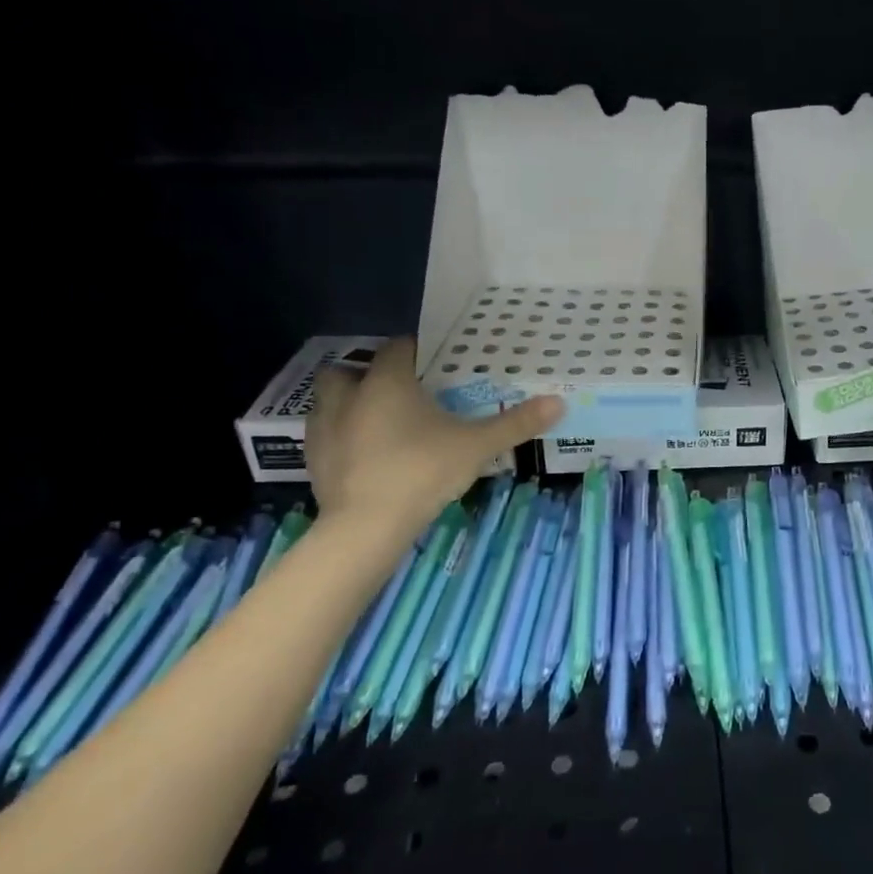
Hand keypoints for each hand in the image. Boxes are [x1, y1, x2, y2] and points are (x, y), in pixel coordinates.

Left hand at [306, 338, 562, 538]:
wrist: (367, 525)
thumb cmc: (423, 471)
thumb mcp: (477, 446)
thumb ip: (515, 423)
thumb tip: (559, 403)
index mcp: (388, 382)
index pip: (398, 348)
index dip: (415, 349)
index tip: (435, 360)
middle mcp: (349, 396)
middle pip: (350, 369)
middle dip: (369, 373)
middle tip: (399, 390)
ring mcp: (325, 428)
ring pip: (328, 400)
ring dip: (348, 402)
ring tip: (377, 420)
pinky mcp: (313, 459)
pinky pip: (324, 434)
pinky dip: (340, 436)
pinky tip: (363, 454)